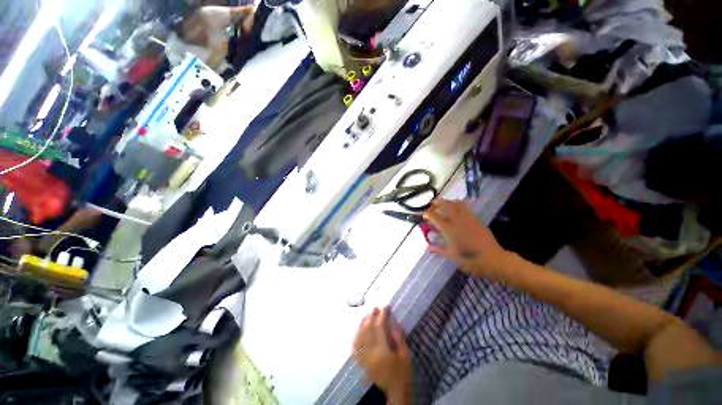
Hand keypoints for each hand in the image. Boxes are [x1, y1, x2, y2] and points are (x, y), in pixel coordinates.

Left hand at [352, 307, 411, 401]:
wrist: (396, 391)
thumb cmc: (404, 373)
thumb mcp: (406, 355)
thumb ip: (399, 339)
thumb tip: (392, 323)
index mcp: (383, 352)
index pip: (380, 328)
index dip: (382, 316)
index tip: (385, 307)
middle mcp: (371, 354)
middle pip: (368, 330)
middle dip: (372, 317)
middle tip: (375, 308)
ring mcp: (365, 359)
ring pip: (360, 337)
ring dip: (363, 324)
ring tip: (367, 315)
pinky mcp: (362, 363)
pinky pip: (355, 348)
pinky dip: (356, 337)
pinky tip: (358, 330)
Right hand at [424, 199, 509, 279]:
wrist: (492, 258)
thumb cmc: (469, 259)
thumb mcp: (451, 255)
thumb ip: (437, 249)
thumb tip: (426, 248)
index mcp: (448, 229)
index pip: (435, 217)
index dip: (428, 214)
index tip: (423, 214)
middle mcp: (457, 221)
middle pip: (445, 206)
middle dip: (437, 203)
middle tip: (431, 204)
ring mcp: (467, 218)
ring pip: (455, 204)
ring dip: (447, 202)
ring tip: (442, 202)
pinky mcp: (475, 219)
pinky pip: (465, 207)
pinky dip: (459, 204)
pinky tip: (457, 204)